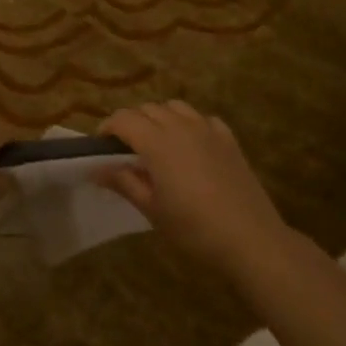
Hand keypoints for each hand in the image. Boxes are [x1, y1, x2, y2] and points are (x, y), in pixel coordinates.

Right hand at [98, 101, 288, 272]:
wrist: (249, 238)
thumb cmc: (193, 228)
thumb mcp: (152, 209)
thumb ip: (124, 182)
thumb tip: (96, 169)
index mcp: (157, 142)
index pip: (124, 119)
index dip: (108, 128)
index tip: (101, 147)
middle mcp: (181, 126)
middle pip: (148, 108)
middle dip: (131, 122)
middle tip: (125, 149)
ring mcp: (208, 129)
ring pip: (175, 107)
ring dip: (159, 117)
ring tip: (156, 143)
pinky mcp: (228, 138)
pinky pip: (202, 118)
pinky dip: (188, 124)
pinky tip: (190, 146)